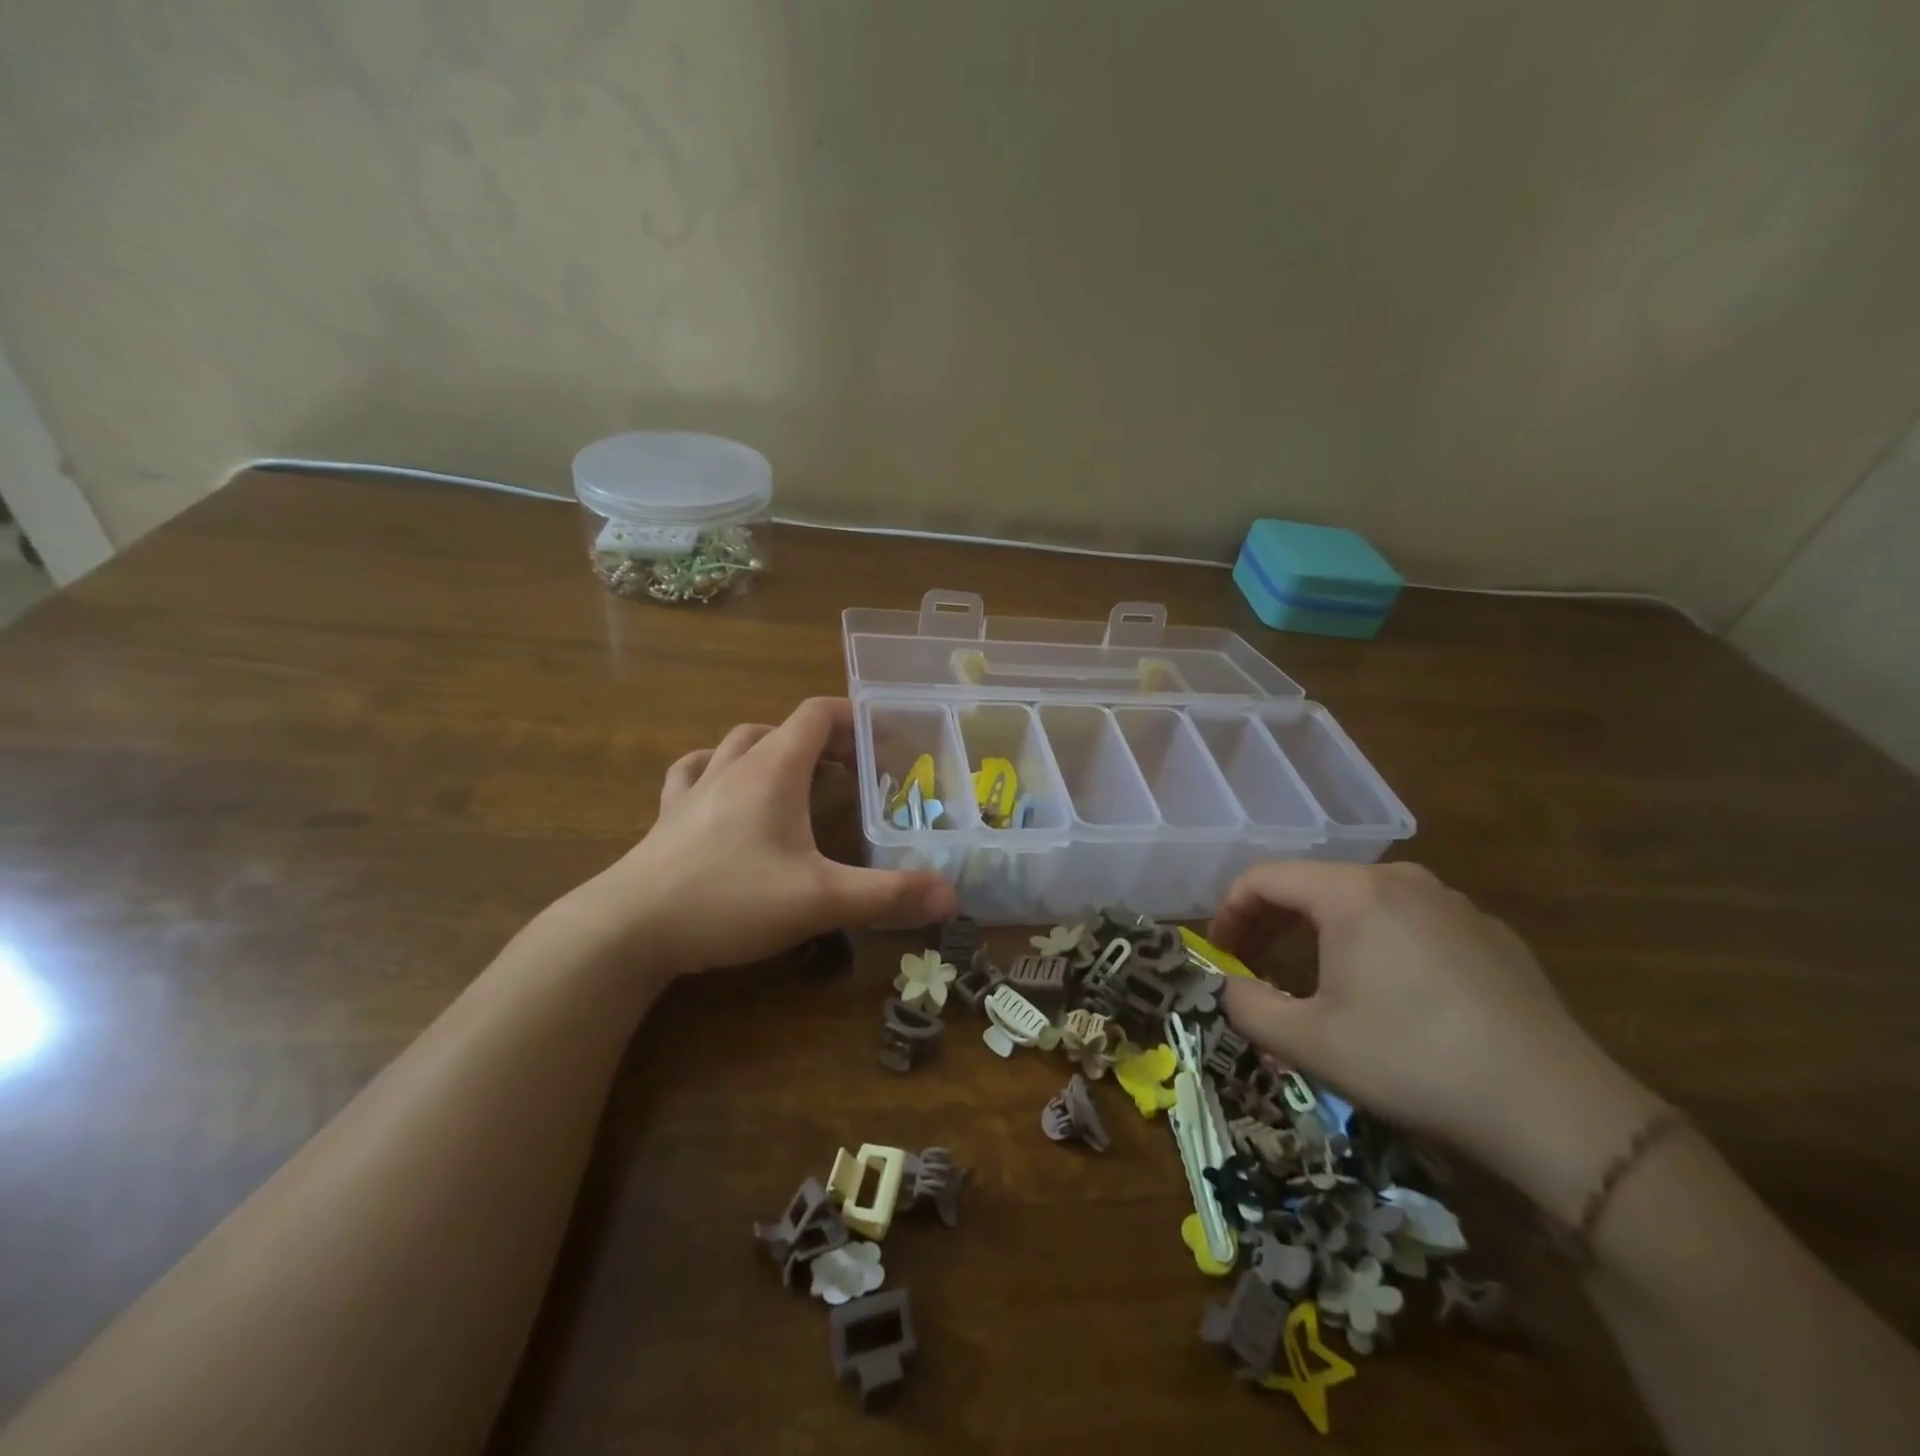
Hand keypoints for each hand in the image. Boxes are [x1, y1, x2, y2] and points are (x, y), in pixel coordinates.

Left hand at [561, 698, 956, 976]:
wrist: (628, 929)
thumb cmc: (729, 900)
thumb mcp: (820, 900)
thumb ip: (888, 895)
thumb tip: (951, 895)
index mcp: (773, 770)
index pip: (817, 714)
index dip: (852, 716)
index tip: (882, 736)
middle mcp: (733, 766)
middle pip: (781, 727)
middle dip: (819, 738)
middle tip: (849, 768)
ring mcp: (694, 788)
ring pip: (736, 743)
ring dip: (769, 747)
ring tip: (793, 774)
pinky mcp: (667, 817)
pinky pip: (693, 772)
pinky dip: (716, 768)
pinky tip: (721, 789)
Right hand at [1210, 861, 1661, 1216]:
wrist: (1557, 1109)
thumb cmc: (1413, 1061)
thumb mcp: (1309, 1042)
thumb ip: (1247, 1006)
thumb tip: (1227, 988)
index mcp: (1351, 892)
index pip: (1264, 878)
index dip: (1229, 912)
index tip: (1220, 954)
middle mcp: (1401, 880)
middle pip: (1312, 885)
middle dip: (1272, 923)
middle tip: (1256, 966)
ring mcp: (1452, 903)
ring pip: (1362, 902)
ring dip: (1322, 933)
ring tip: (1318, 980)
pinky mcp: (1490, 933)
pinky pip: (1411, 922)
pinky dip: (1377, 944)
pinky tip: (1392, 995)